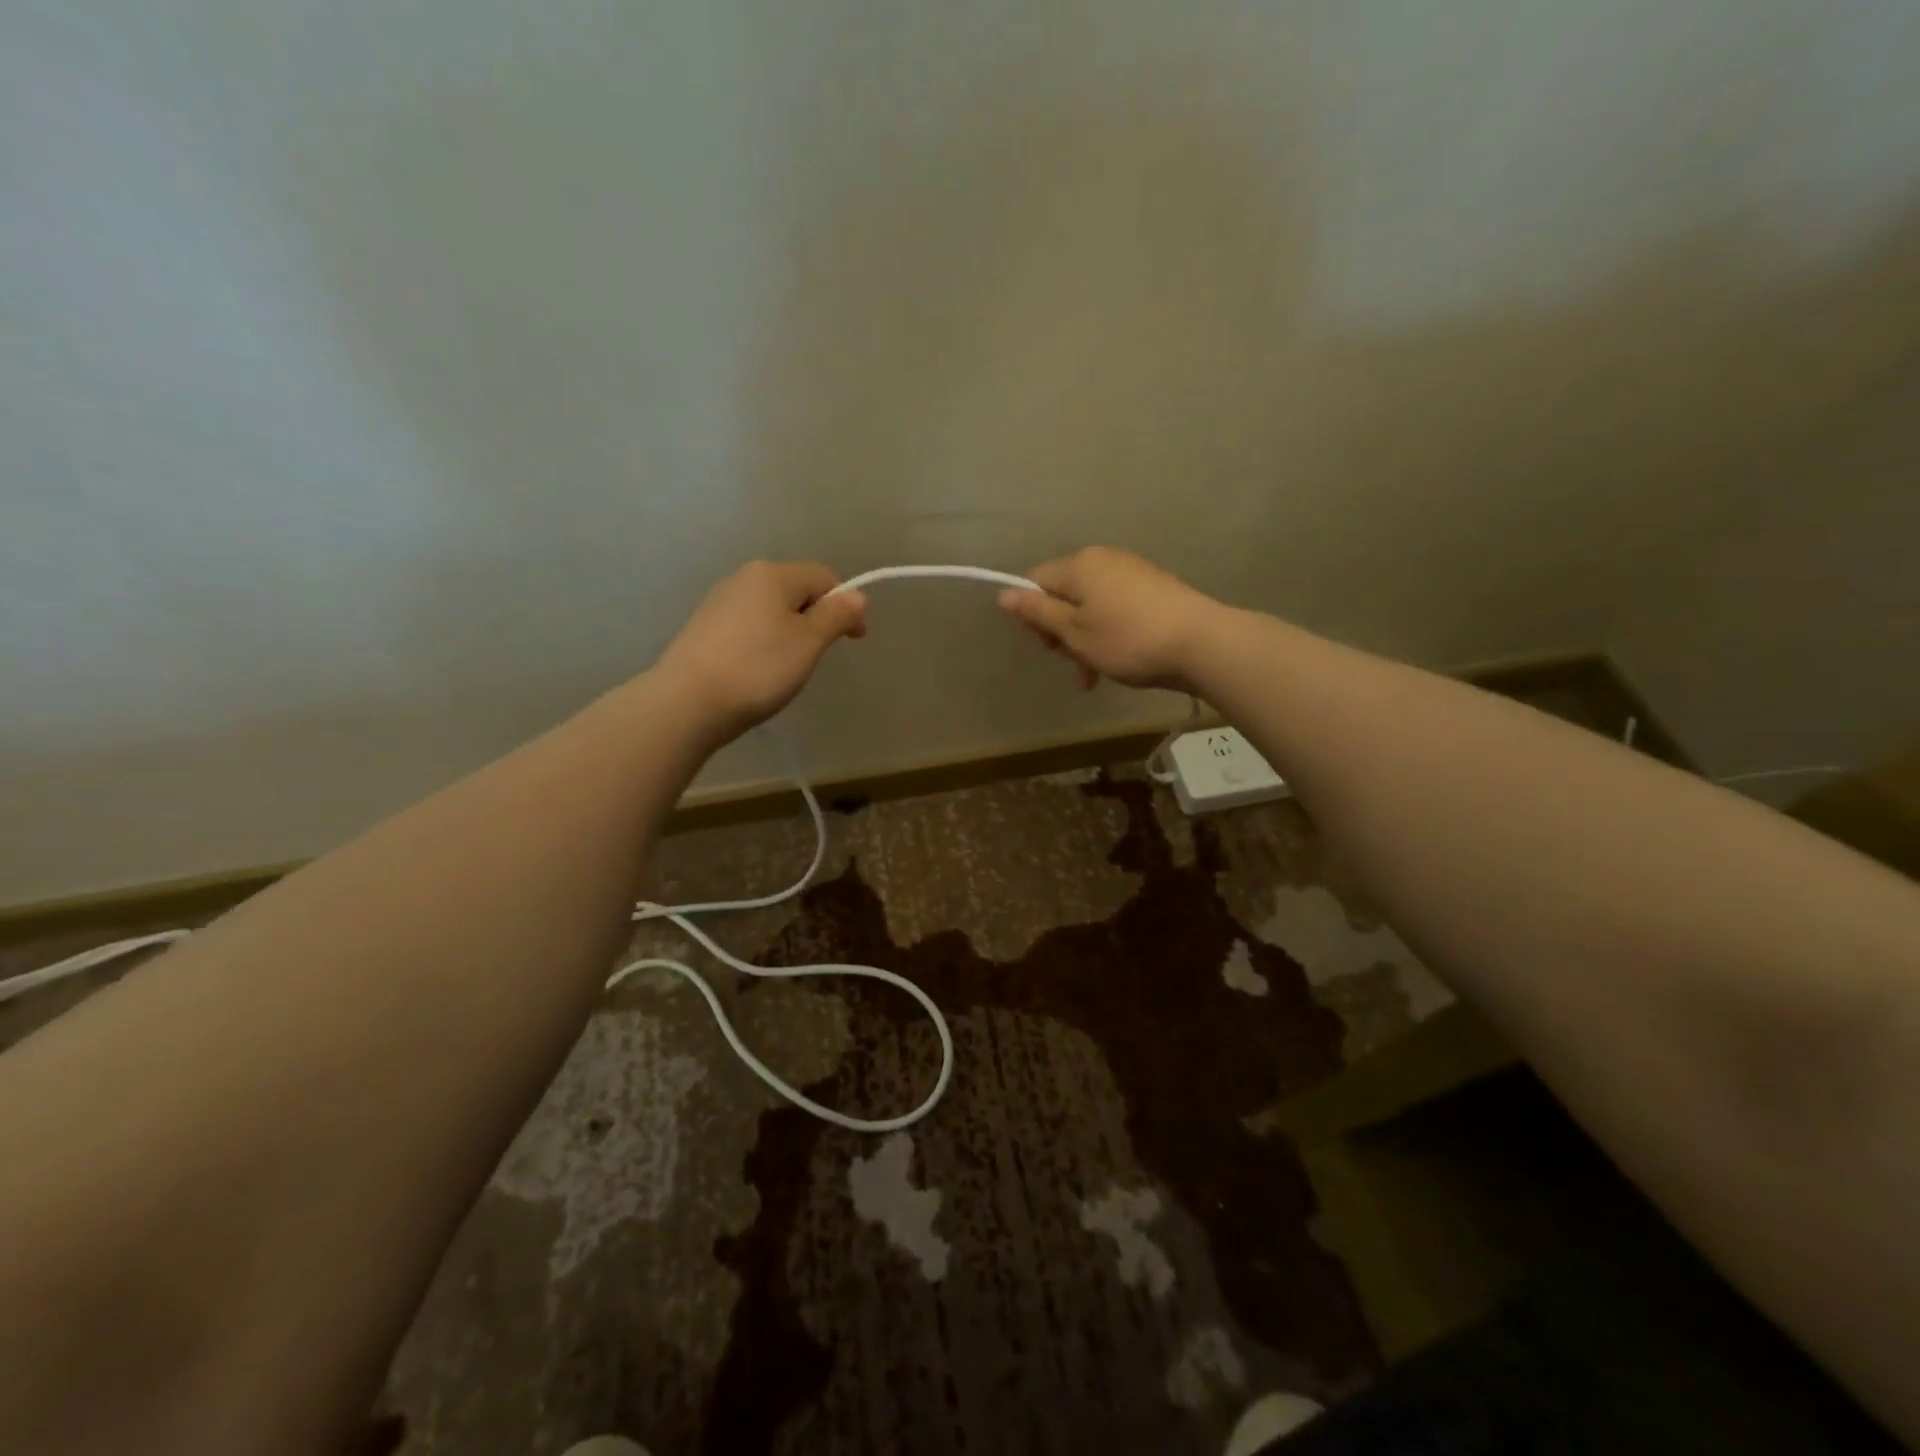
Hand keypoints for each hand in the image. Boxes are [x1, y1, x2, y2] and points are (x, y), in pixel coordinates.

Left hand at [654, 561, 866, 738]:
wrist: (687, 702)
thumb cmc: (758, 669)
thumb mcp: (808, 643)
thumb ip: (836, 615)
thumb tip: (858, 596)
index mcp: (773, 574)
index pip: (823, 576)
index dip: (845, 604)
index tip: (853, 640)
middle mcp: (744, 577)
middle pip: (795, 589)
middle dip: (815, 617)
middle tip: (818, 657)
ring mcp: (719, 601)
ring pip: (770, 608)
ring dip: (790, 631)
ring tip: (787, 668)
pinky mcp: (703, 626)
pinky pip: (748, 625)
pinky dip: (763, 641)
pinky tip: (757, 670)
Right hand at [997, 547, 1220, 691]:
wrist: (1201, 642)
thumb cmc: (1127, 639)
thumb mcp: (1075, 632)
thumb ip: (1038, 612)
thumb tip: (1003, 593)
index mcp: (1079, 565)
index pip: (1035, 580)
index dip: (1032, 613)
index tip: (1046, 645)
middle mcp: (1103, 559)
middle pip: (1064, 593)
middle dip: (1061, 631)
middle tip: (1072, 663)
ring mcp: (1131, 572)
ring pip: (1090, 606)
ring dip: (1084, 640)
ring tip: (1094, 674)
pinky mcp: (1153, 588)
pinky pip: (1115, 608)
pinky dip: (1108, 633)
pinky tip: (1118, 661)